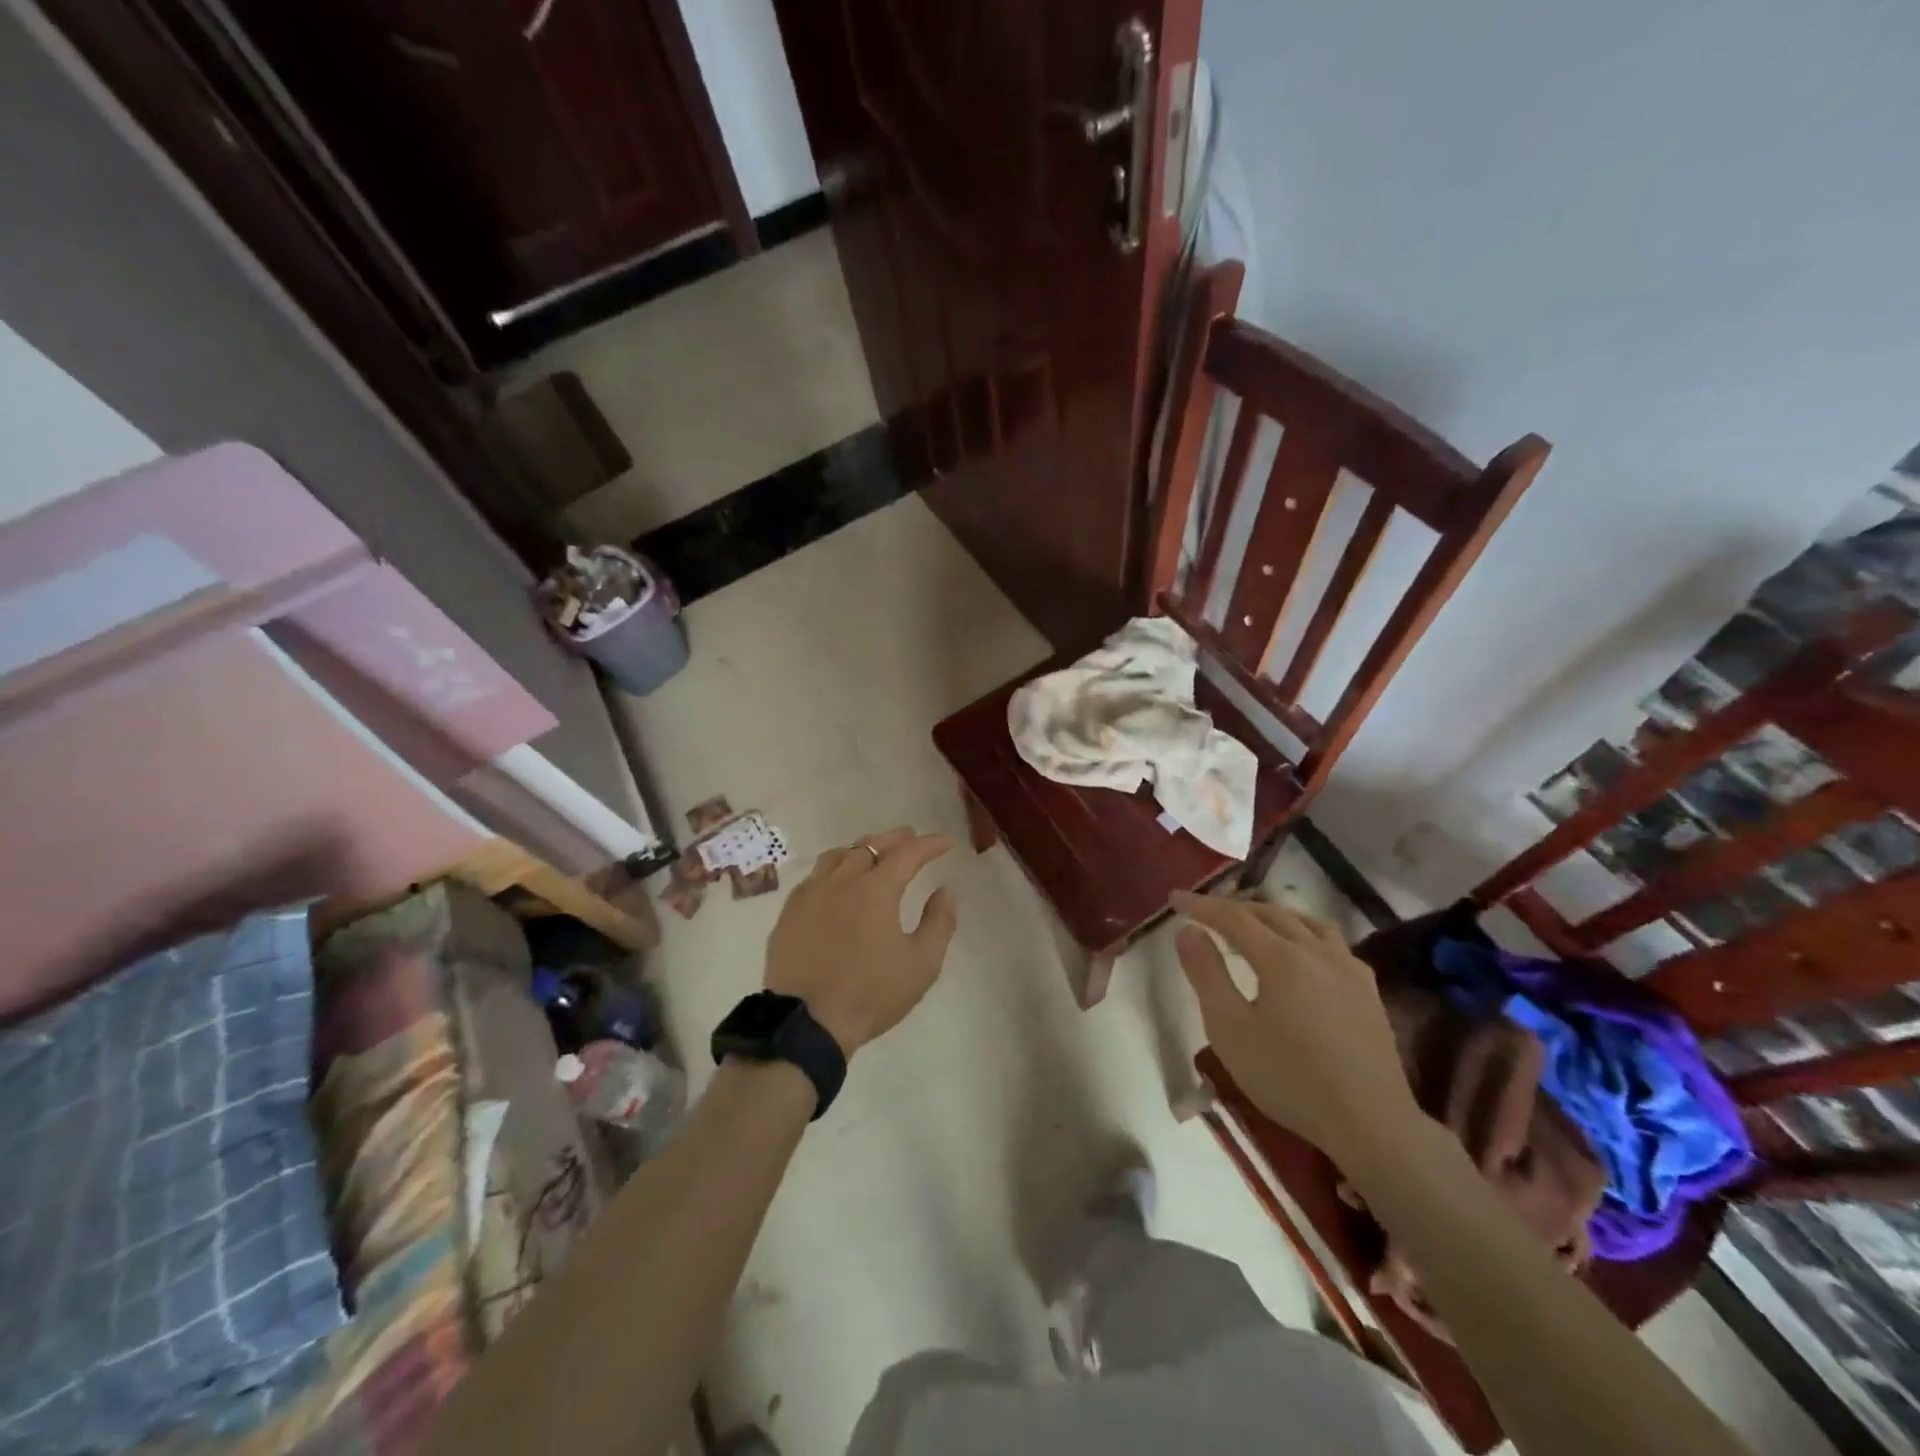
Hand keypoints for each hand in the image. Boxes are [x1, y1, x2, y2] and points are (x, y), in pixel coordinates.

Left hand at [764, 827, 958, 1054]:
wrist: (807, 1023)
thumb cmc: (871, 993)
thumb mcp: (922, 964)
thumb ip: (939, 922)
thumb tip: (945, 891)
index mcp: (876, 890)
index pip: (907, 854)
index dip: (929, 845)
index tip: (945, 842)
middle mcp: (841, 881)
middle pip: (869, 846)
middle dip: (894, 838)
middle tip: (910, 837)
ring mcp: (810, 895)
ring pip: (837, 856)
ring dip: (861, 848)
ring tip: (873, 852)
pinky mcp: (789, 914)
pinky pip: (814, 877)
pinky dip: (833, 869)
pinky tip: (835, 881)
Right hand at [1172, 893, 1421, 1162]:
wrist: (1370, 1123)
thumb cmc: (1288, 1077)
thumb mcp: (1229, 1028)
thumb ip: (1205, 973)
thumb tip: (1188, 930)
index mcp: (1281, 957)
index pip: (1233, 917)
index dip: (1201, 905)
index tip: (1175, 899)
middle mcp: (1317, 951)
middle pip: (1271, 913)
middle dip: (1235, 907)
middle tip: (1207, 911)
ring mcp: (1349, 968)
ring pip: (1307, 922)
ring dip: (1273, 915)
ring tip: (1254, 923)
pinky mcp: (1368, 990)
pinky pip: (1331, 943)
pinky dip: (1304, 933)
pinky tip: (1302, 953)